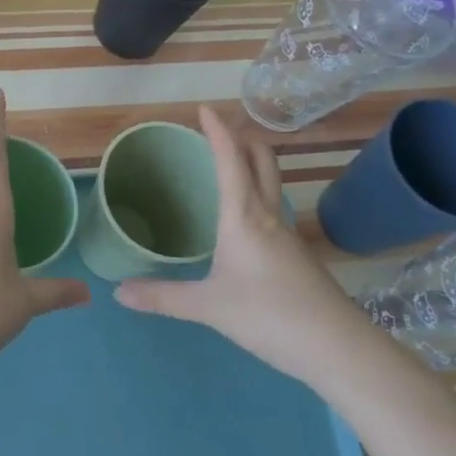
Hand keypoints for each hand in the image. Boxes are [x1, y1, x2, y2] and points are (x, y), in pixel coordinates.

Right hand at [115, 106, 370, 382]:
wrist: (338, 347)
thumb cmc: (269, 315)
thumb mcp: (208, 307)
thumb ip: (163, 297)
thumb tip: (118, 292)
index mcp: (244, 216)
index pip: (230, 161)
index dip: (218, 132)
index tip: (205, 108)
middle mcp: (269, 216)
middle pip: (262, 162)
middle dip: (243, 138)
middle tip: (220, 127)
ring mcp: (288, 235)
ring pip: (271, 184)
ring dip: (253, 164)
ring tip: (229, 163)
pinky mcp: (298, 255)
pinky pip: (273, 209)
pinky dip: (257, 194)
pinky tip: (244, 218)